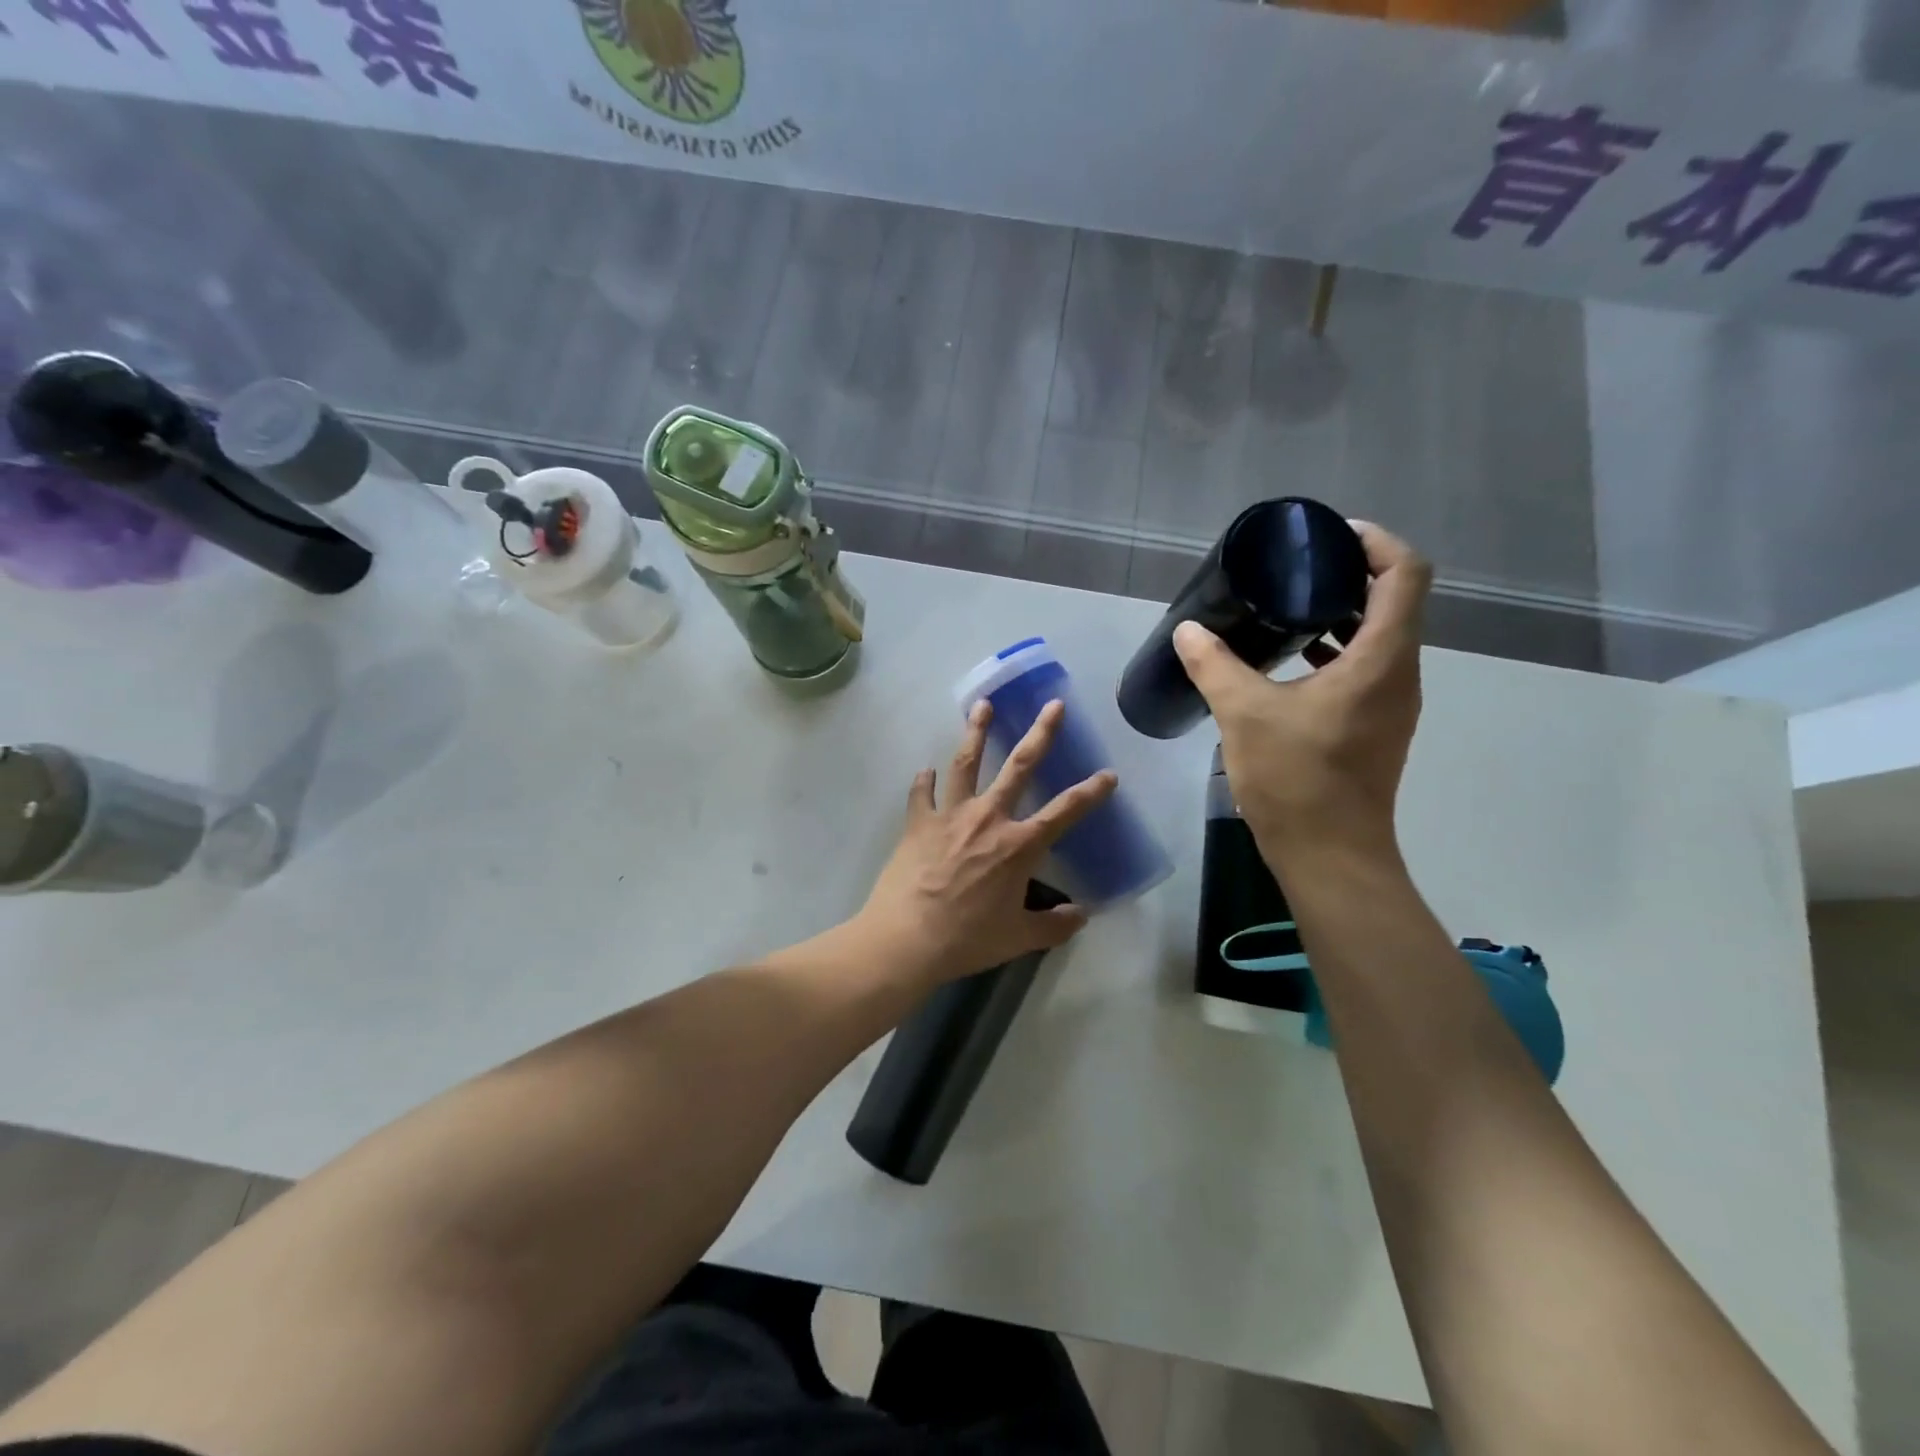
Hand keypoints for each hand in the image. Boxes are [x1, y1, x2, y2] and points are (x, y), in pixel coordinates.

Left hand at [856, 700, 1116, 984]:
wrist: (907, 938)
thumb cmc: (968, 939)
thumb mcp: (1019, 938)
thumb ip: (1054, 925)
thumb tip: (1081, 915)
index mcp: (1019, 845)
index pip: (1065, 812)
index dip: (1090, 792)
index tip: (1108, 774)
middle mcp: (988, 819)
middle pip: (1019, 766)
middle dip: (1040, 733)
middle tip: (1053, 705)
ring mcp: (950, 815)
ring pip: (966, 763)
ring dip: (976, 732)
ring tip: (982, 705)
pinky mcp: (918, 822)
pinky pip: (922, 793)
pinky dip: (924, 781)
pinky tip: (925, 771)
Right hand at [1173, 521, 1431, 861]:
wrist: (1329, 854)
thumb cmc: (1296, 779)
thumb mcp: (1244, 714)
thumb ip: (1214, 666)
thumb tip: (1188, 631)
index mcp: (1382, 659)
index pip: (1405, 574)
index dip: (1374, 542)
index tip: (1327, 536)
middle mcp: (1400, 673)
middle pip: (1395, 600)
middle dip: (1350, 574)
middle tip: (1295, 567)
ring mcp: (1391, 703)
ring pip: (1381, 637)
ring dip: (1342, 614)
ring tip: (1288, 606)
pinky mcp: (1375, 726)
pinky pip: (1366, 668)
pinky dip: (1336, 650)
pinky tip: (1289, 660)